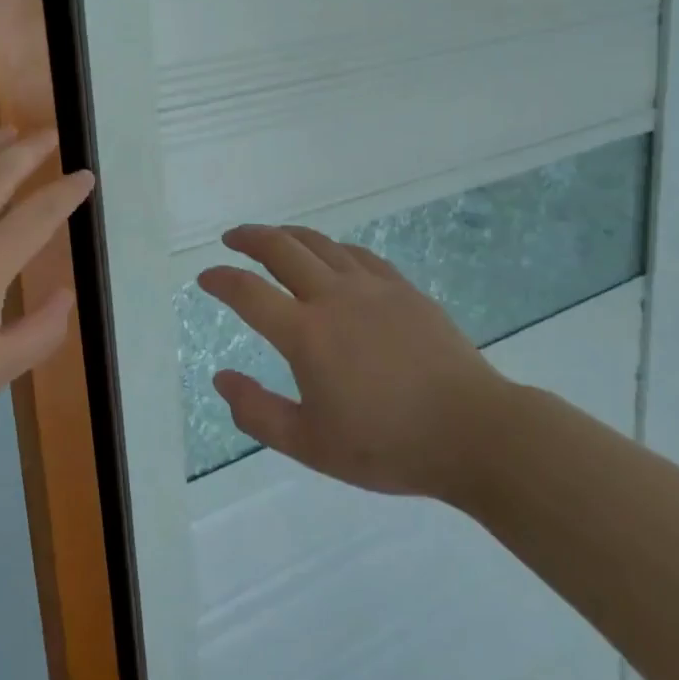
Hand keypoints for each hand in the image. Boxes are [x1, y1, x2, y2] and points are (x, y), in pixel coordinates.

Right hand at [201, 226, 510, 500]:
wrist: (473, 432)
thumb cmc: (388, 445)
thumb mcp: (311, 445)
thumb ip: (258, 413)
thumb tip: (221, 379)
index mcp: (305, 334)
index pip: (248, 293)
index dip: (220, 280)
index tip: (205, 277)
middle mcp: (333, 297)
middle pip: (281, 248)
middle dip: (249, 238)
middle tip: (232, 238)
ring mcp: (371, 287)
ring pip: (319, 243)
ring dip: (288, 235)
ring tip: (273, 237)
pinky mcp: (402, 289)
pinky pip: (357, 254)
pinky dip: (332, 248)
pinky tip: (331, 256)